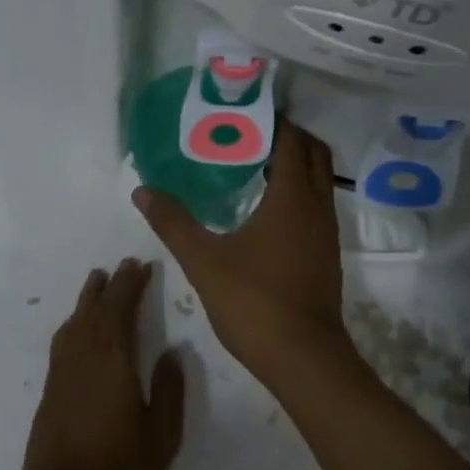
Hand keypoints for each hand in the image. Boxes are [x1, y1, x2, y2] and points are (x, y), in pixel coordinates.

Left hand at [19, 258, 185, 469]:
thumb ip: (168, 391)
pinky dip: (73, 321)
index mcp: (113, 362)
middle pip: (97, 310)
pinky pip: (63, 339)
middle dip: (112, 285)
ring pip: (76, 321)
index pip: (121, 310)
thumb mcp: (160, 437)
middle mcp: (85, 357)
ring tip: (97, 279)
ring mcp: (63, 371)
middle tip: (124, 265)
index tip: (141, 265)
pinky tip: (76, 324)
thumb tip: (172, 351)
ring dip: (88, 298)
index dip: (131, 285)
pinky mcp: (51, 387)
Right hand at [132, 121, 353, 381]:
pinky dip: (297, 192)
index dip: (272, 120)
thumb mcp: (203, 260)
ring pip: (319, 181)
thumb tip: (143, 190)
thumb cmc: (254, 301)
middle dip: (287, 136)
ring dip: (294, 165)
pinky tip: (265, 208)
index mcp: (292, 198)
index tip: (243, 112)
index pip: (291, 140)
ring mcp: (326, 232)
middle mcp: (317, 207)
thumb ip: (173, 222)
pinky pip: (316, 205)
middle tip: (248, 133)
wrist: (303, 358)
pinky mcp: (326, 254)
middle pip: (313, 154)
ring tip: (253, 163)